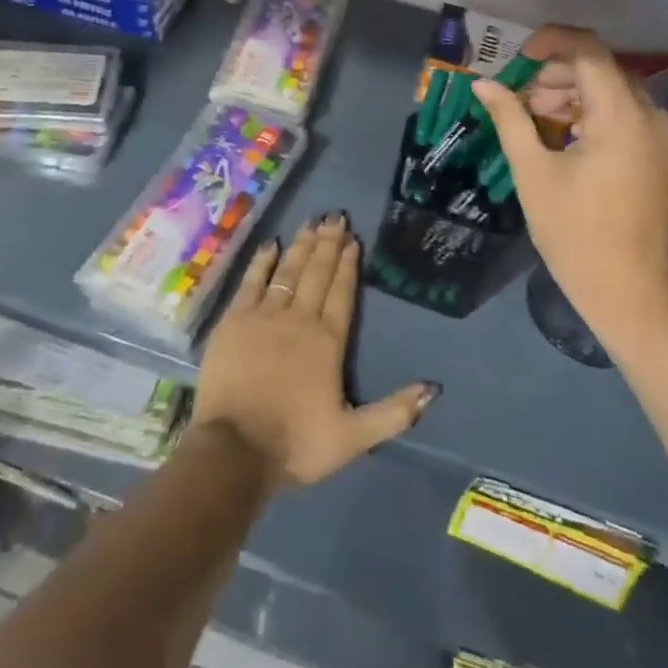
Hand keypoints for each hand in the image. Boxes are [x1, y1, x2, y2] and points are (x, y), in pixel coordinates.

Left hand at [193, 212, 438, 488]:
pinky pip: (251, 281)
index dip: (348, 265)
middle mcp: (299, 319)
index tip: (353, 239)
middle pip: (316, 273)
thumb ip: (394, 413)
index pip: (341, 293)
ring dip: (301, 245)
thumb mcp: (352, 437)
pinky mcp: (234, 320)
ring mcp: (264, 316)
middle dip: (328, 244)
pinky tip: (271, 245)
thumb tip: (433, 390)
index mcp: (327, 342)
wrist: (234, 450)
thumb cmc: (295, 444)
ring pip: (288, 271)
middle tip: (335, 216)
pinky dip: (263, 262)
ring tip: (311, 222)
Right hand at [472, 26, 667, 345]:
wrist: (629, 292)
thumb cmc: (575, 232)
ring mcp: (662, 137)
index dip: (551, 43)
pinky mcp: (661, 155)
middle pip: (601, 70)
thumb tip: (482, 84)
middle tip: (520, 97)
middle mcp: (651, 116)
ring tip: (535, 118)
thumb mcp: (533, 171)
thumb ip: (510, 119)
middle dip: (557, 75)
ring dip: (573, 94)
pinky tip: (563, 136)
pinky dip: (592, 114)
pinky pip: (625, 115)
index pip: (589, 52)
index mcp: (621, 116)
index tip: (518, 56)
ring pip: (613, 92)